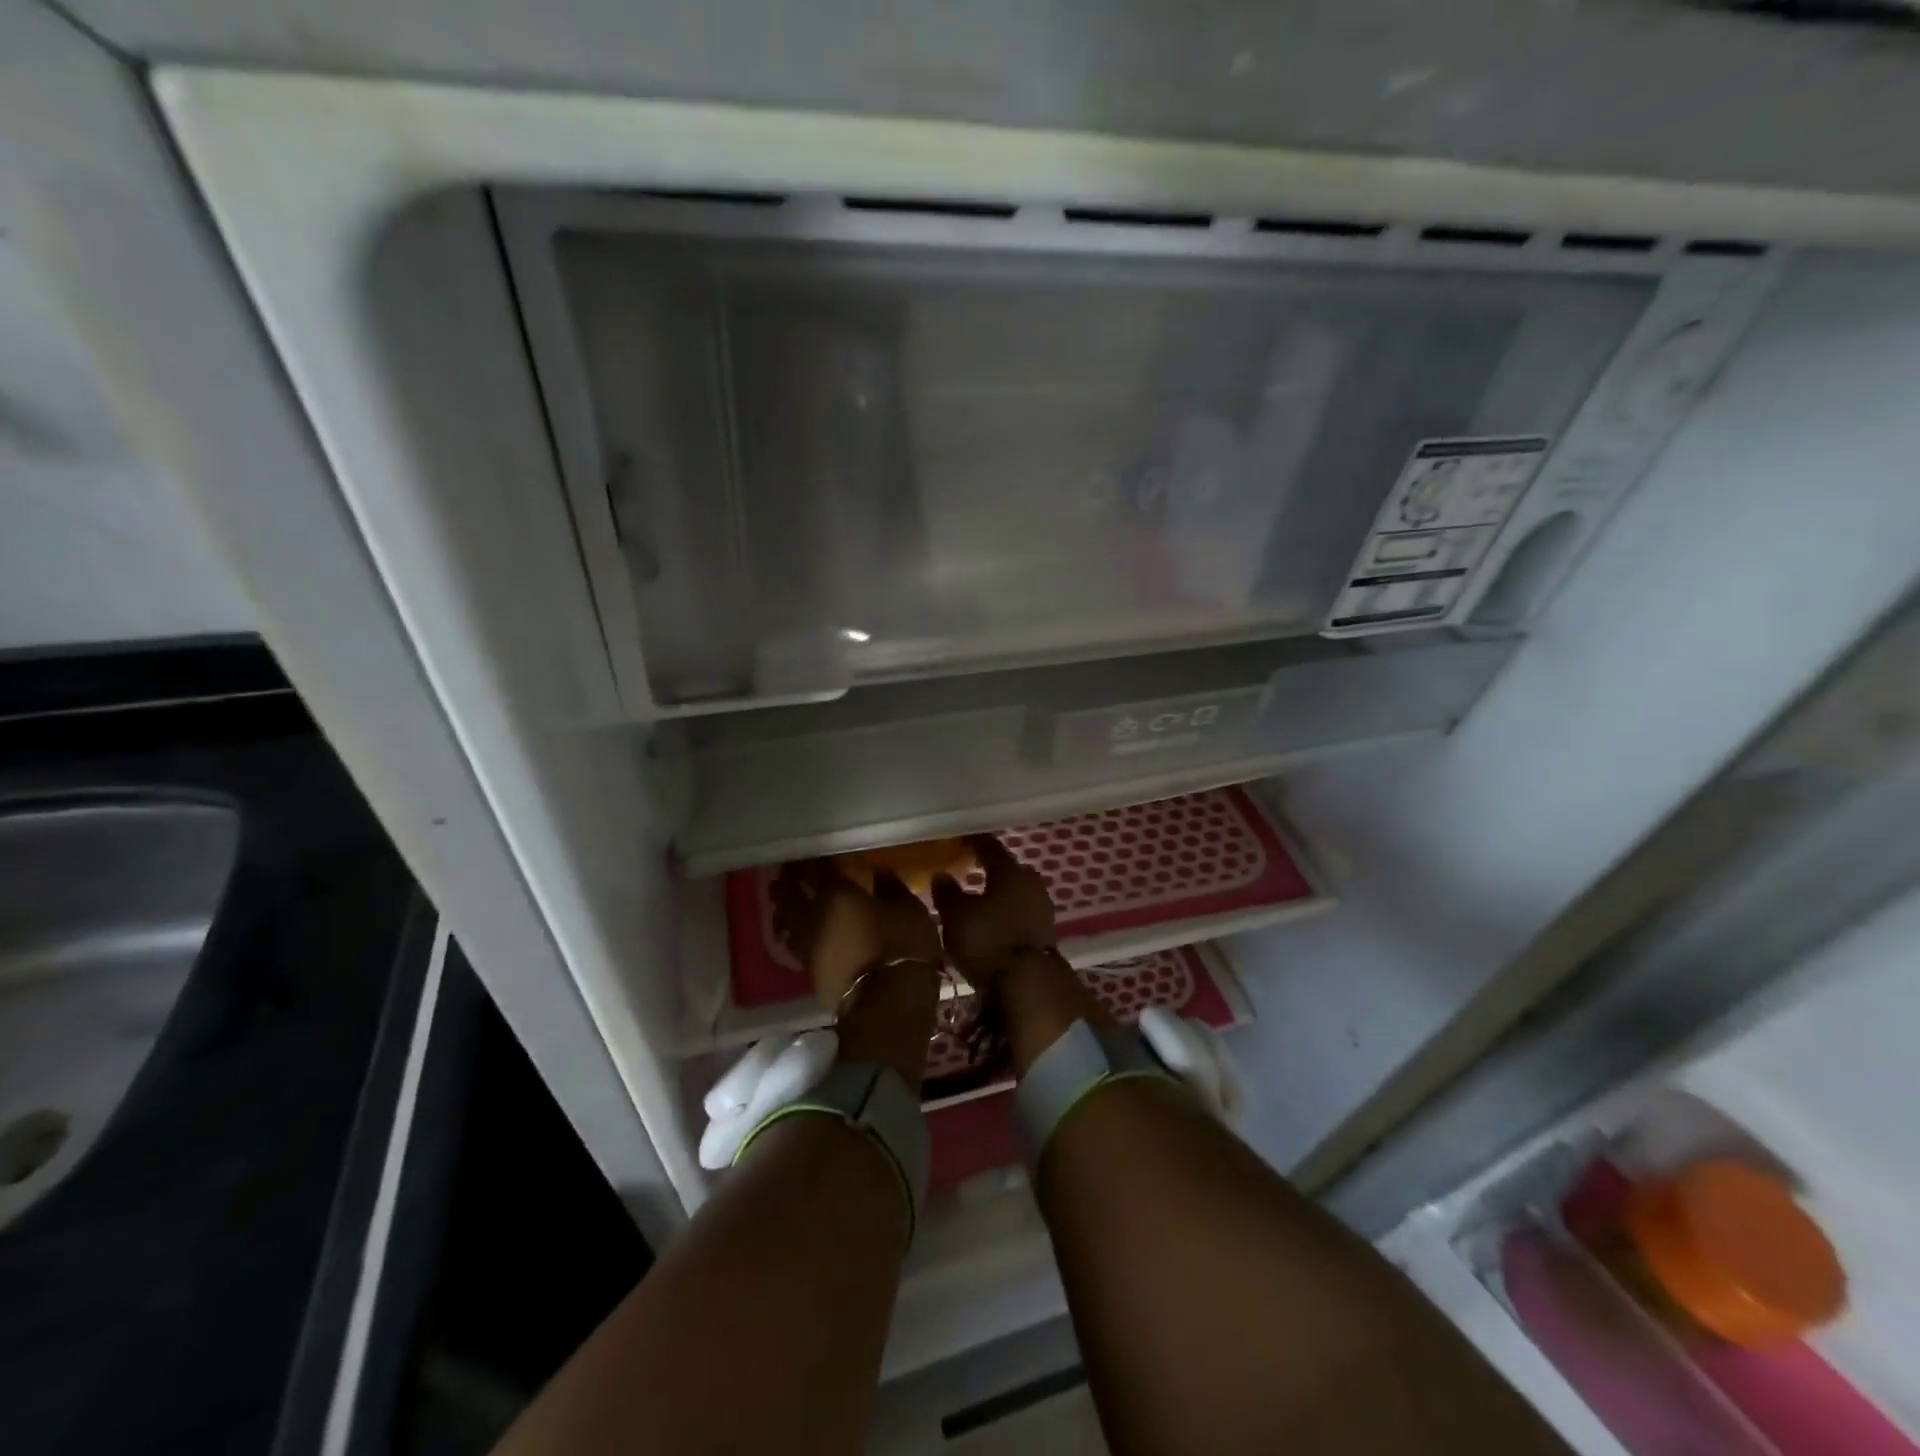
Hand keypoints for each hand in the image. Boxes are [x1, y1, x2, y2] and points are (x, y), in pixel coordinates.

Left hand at [772, 860, 943, 1011]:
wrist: (887, 1003)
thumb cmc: (902, 946)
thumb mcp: (908, 908)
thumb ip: (890, 887)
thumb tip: (879, 873)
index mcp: (836, 892)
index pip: (818, 869)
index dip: (813, 860)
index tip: (811, 852)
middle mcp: (813, 915)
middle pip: (792, 894)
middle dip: (789, 881)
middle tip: (787, 871)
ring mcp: (808, 946)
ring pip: (787, 920)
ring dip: (783, 907)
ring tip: (782, 900)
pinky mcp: (809, 972)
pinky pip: (795, 944)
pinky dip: (793, 932)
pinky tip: (796, 932)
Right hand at [931, 834, 1057, 989]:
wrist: (1029, 983)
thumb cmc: (988, 940)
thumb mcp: (956, 916)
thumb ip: (947, 892)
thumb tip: (942, 875)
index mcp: (1009, 870)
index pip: (989, 846)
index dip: (972, 842)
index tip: (958, 839)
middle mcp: (1030, 881)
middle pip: (1006, 868)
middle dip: (987, 868)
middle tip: (966, 868)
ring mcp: (1042, 906)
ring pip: (1014, 890)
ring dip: (998, 892)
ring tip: (976, 897)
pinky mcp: (1045, 930)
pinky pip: (1020, 910)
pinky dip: (1006, 911)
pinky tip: (992, 920)